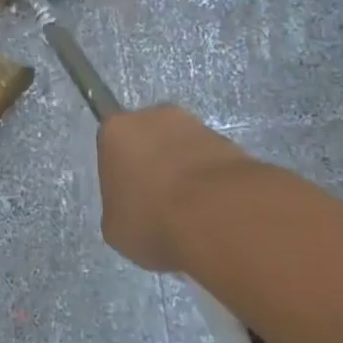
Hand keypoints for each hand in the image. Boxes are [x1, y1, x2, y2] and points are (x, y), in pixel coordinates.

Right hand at [98, 105, 254, 272]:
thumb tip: (134, 207)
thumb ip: (119, 207)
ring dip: (184, 171)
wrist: (218, 217)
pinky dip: (210, 180)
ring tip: (190, 210)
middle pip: (149, 139)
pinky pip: (210, 161)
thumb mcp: (116, 227)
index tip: (129, 196)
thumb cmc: (152, 219)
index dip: (120, 171)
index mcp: (116, 131)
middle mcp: (155, 116)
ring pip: (182, 148)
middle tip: (158, 201)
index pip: (112, 145)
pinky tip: (212, 209)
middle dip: (153, 164)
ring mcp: (196, 125)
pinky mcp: (230, 142)